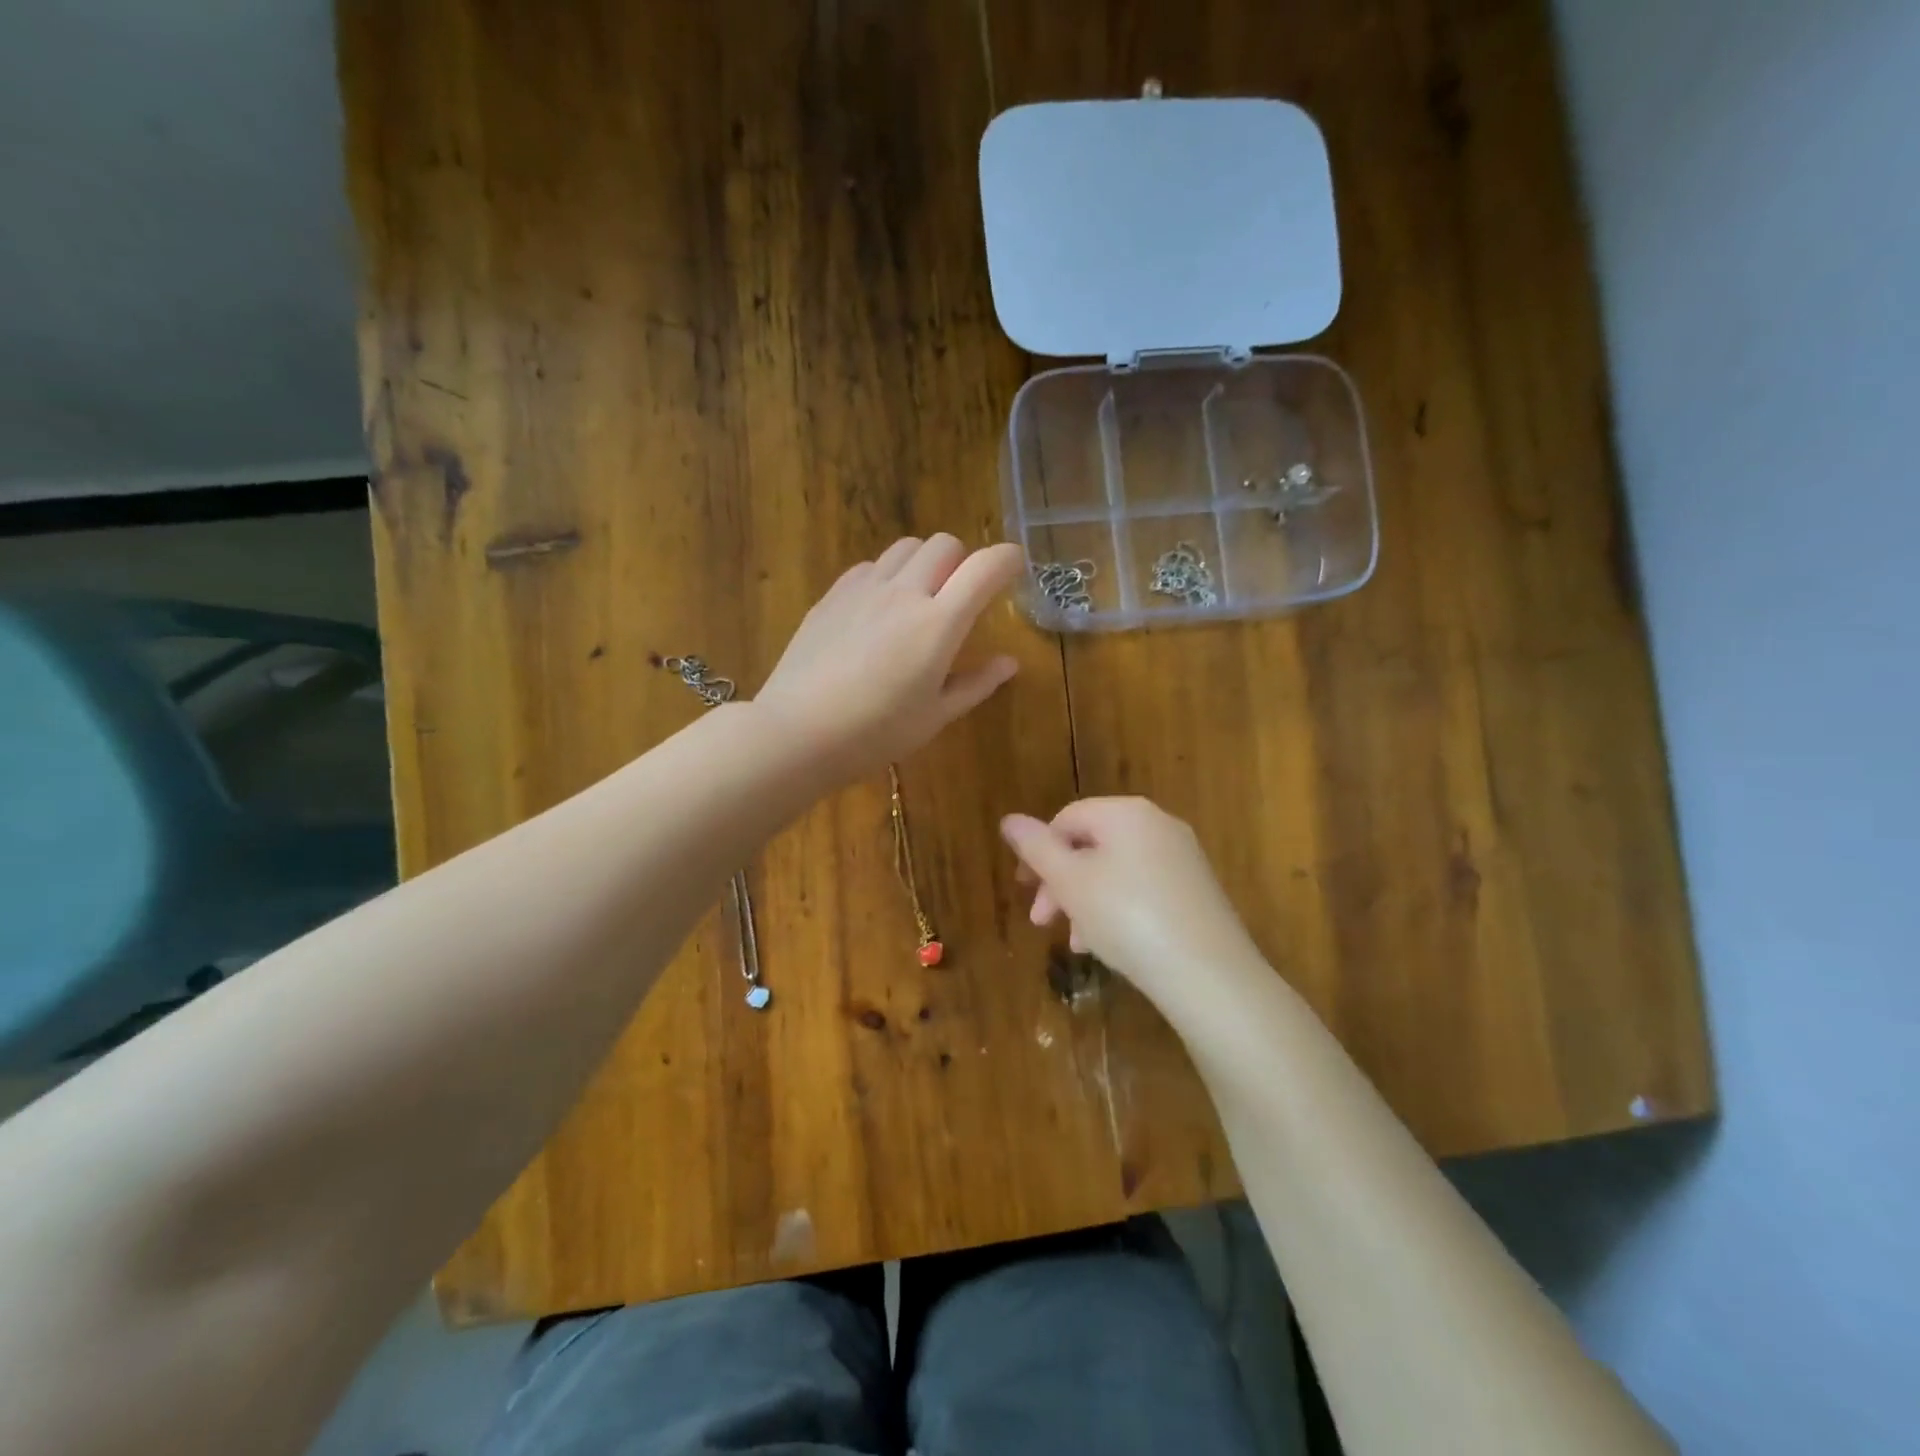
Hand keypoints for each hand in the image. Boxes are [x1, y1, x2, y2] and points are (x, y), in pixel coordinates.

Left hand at [756, 534, 1023, 783]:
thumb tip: (1009, 663)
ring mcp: (863, 589)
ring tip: (920, 598)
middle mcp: (904, 593)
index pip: (984, 568)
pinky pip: (871, 565)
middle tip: (961, 596)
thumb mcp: (935, 716)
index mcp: (938, 623)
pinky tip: (879, 610)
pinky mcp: (832, 595)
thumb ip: (976, 684)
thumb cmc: (875, 733)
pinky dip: (888, 575)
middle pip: (944, 544)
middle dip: (963, 561)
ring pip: (906, 547)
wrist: (798, 732)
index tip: (1015, 568)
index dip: (1007, 559)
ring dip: (924, 562)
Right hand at [1000, 797, 1265, 1019]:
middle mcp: (1158, 825)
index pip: (1067, 818)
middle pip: (1091, 845)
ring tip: (1076, 943)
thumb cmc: (1127, 917)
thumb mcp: (1070, 883)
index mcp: (1126, 813)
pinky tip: (1108, 947)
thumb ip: (1036, 848)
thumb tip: (1009, 819)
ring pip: (1115, 872)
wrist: (1209, 974)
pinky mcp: (1196, 891)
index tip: (1024, 890)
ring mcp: (1182, 858)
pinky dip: (1118, 911)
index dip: (1038, 851)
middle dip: (1060, 883)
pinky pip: (1143, 890)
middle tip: (1042, 922)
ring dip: (1085, 903)